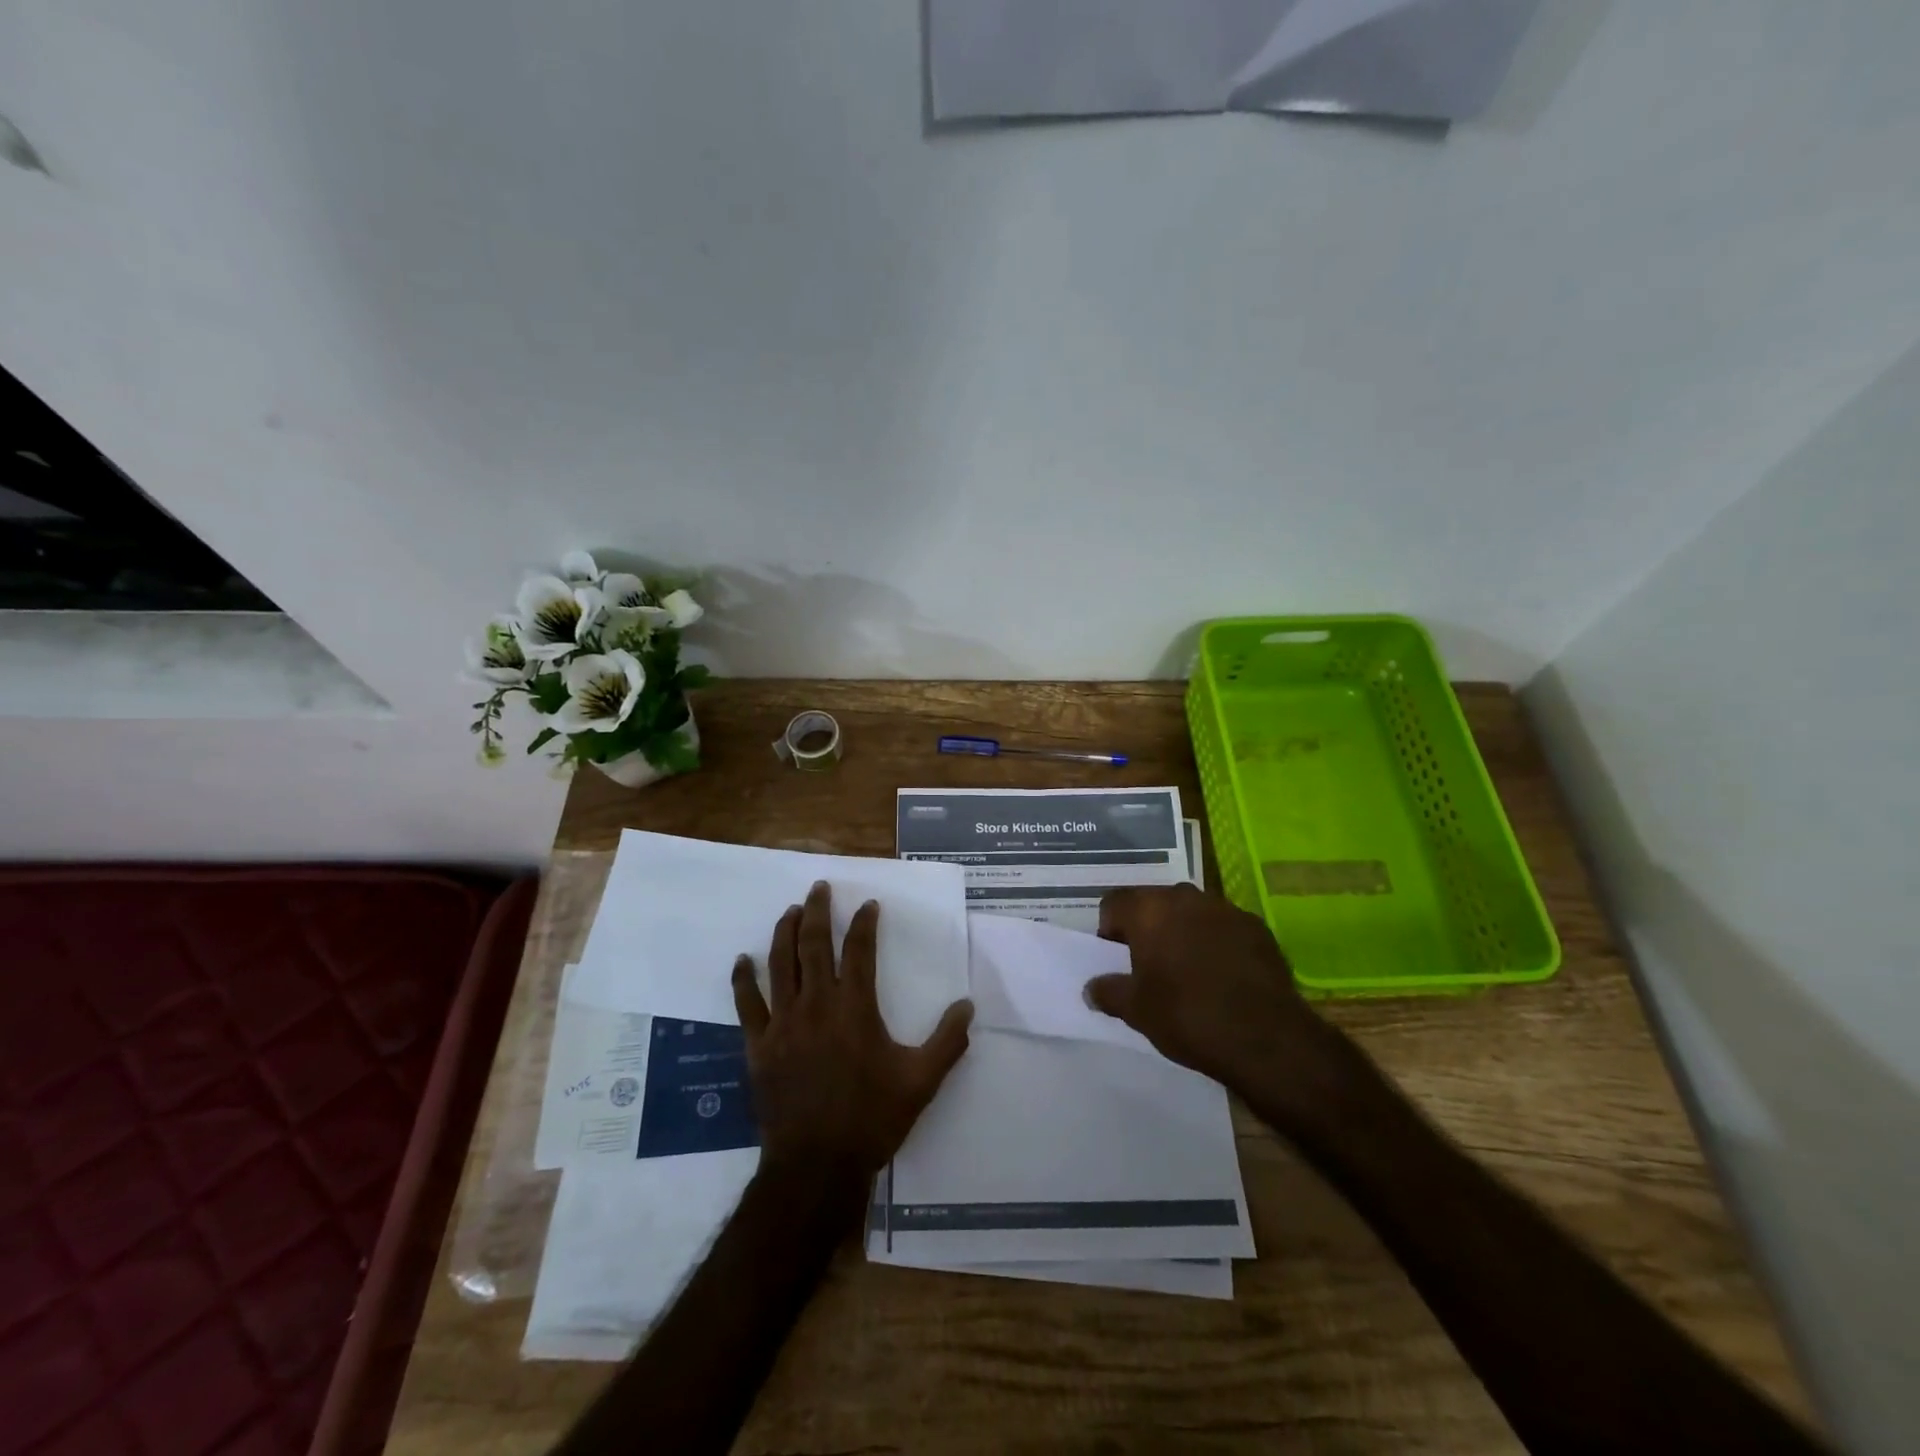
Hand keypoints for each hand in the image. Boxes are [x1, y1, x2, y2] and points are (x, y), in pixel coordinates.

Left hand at [732, 881, 973, 1179]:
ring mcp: (783, 1022)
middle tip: (819, 888)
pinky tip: (742, 961)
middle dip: (819, 911)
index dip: (865, 924)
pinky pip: (747, 1004)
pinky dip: (743, 979)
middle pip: (815, 945)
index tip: (869, 905)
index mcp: (856, 1008)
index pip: (861, 951)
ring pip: (781, 964)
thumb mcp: (921, 1081)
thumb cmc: (872, 1118)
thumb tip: (968, 1006)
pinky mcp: (759, 1045)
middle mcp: (817, 1004)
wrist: (817, 1164)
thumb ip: (947, 1041)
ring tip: (790, 911)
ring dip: (785, 932)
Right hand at [1085, 884, 1350, 1108]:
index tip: (1117, 958)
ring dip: (1183, 931)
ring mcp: (1224, 908)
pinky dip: (1216, 942)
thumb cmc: (1187, 1017)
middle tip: (1149, 964)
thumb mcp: (1136, 1011)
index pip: (1114, 903)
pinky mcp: (1256, 927)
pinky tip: (1221, 976)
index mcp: (1149, 910)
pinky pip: (1223, 926)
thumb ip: (1108, 992)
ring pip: (1191, 912)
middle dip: (1148, 927)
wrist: (1266, 1038)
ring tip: (1187, 970)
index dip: (1109, 929)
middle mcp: (1185, 897)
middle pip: (1154, 902)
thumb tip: (1091, 988)